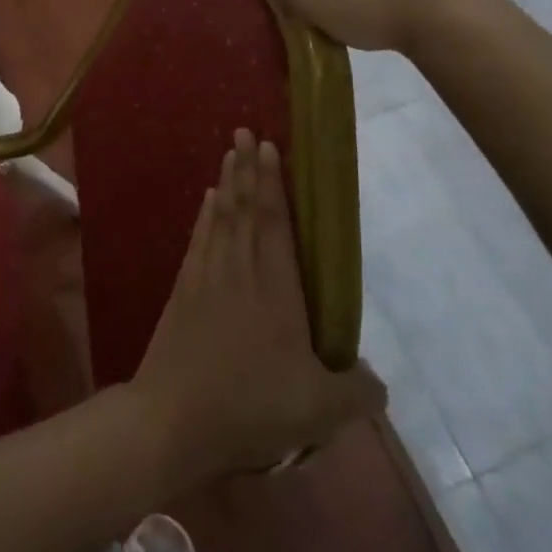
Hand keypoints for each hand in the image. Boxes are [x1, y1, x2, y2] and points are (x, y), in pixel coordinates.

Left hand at [132, 130, 384, 479]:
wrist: (174, 419)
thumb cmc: (251, 406)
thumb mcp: (321, 411)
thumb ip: (358, 393)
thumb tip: (376, 382)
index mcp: (274, 288)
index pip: (274, 222)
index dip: (273, 183)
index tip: (269, 147)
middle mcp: (238, 270)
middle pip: (244, 208)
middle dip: (247, 168)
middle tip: (245, 132)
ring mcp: (206, 278)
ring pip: (219, 218)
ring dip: (226, 184)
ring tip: (229, 155)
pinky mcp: (182, 292)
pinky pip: (198, 240)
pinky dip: (204, 216)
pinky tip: (206, 203)